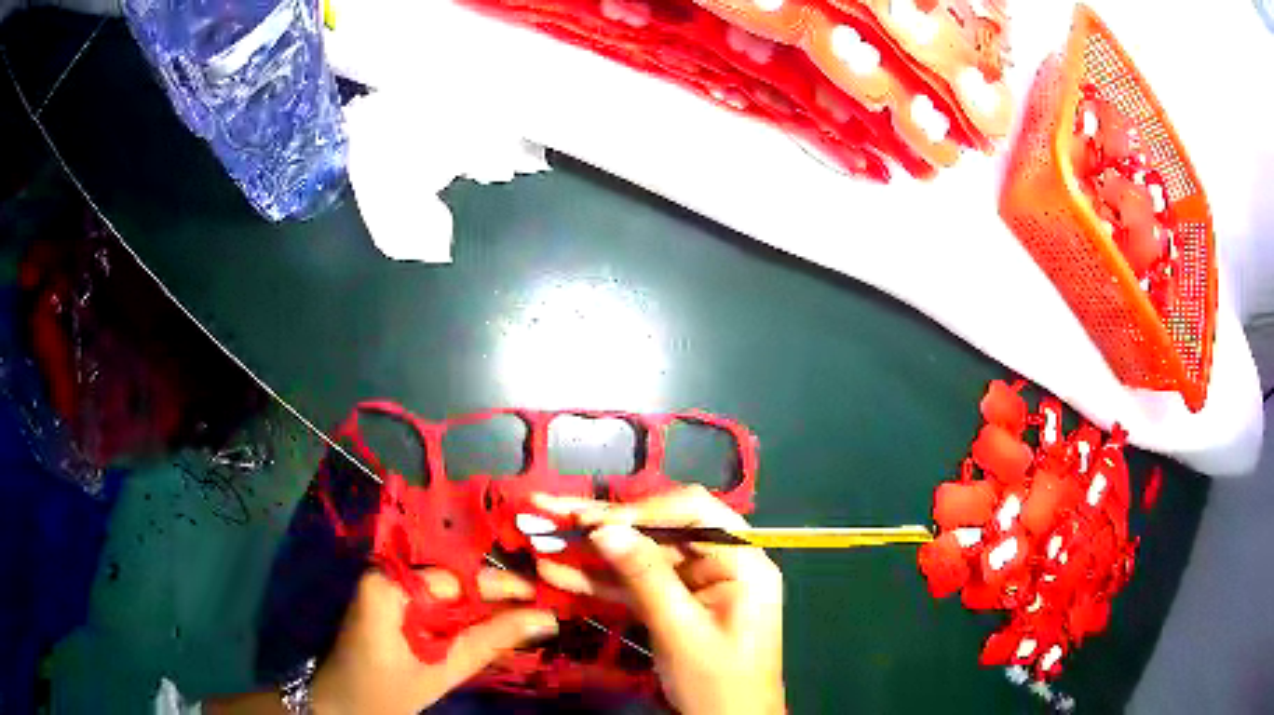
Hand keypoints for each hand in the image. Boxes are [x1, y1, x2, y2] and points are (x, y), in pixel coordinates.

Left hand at [310, 567, 557, 714]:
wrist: (337, 707)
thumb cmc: (381, 691)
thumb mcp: (438, 671)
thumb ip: (487, 641)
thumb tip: (543, 618)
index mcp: (388, 585)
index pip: (456, 577)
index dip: (500, 587)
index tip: (542, 594)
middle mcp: (385, 577)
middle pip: (452, 580)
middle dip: (496, 596)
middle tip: (541, 606)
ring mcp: (385, 592)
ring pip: (446, 593)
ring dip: (483, 608)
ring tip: (527, 616)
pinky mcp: (389, 608)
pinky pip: (434, 606)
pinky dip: (463, 619)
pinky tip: (492, 628)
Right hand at [534, 486, 785, 714]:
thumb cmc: (718, 683)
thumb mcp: (681, 631)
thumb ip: (645, 577)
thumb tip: (604, 529)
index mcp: (741, 561)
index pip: (695, 512)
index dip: (644, 510)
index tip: (596, 523)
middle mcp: (719, 563)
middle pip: (658, 530)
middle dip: (603, 523)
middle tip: (550, 510)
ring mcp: (693, 584)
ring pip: (638, 556)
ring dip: (590, 551)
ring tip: (542, 535)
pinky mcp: (671, 604)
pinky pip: (633, 585)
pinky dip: (597, 581)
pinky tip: (556, 572)